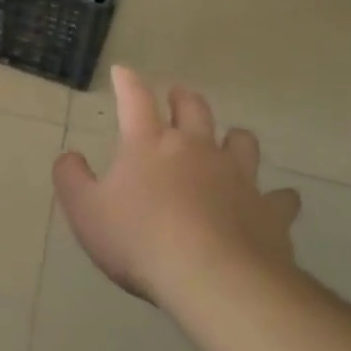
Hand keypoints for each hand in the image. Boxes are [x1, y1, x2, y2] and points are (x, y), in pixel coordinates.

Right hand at [53, 66, 300, 303]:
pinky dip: (274, 197)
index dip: (128, 82)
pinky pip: (279, 197)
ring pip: (241, 141)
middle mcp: (196, 148)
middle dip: (183, 99)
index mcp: (148, 144)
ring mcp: (238, 177)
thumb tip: (71, 156)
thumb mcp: (85, 211)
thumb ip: (71, 178)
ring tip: (227, 143)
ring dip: (232, 138)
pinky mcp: (269, 211)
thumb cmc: (139, 240)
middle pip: (194, 108)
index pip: (135, 99)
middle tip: (178, 97)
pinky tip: (274, 202)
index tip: (124, 71)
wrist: (214, 280)